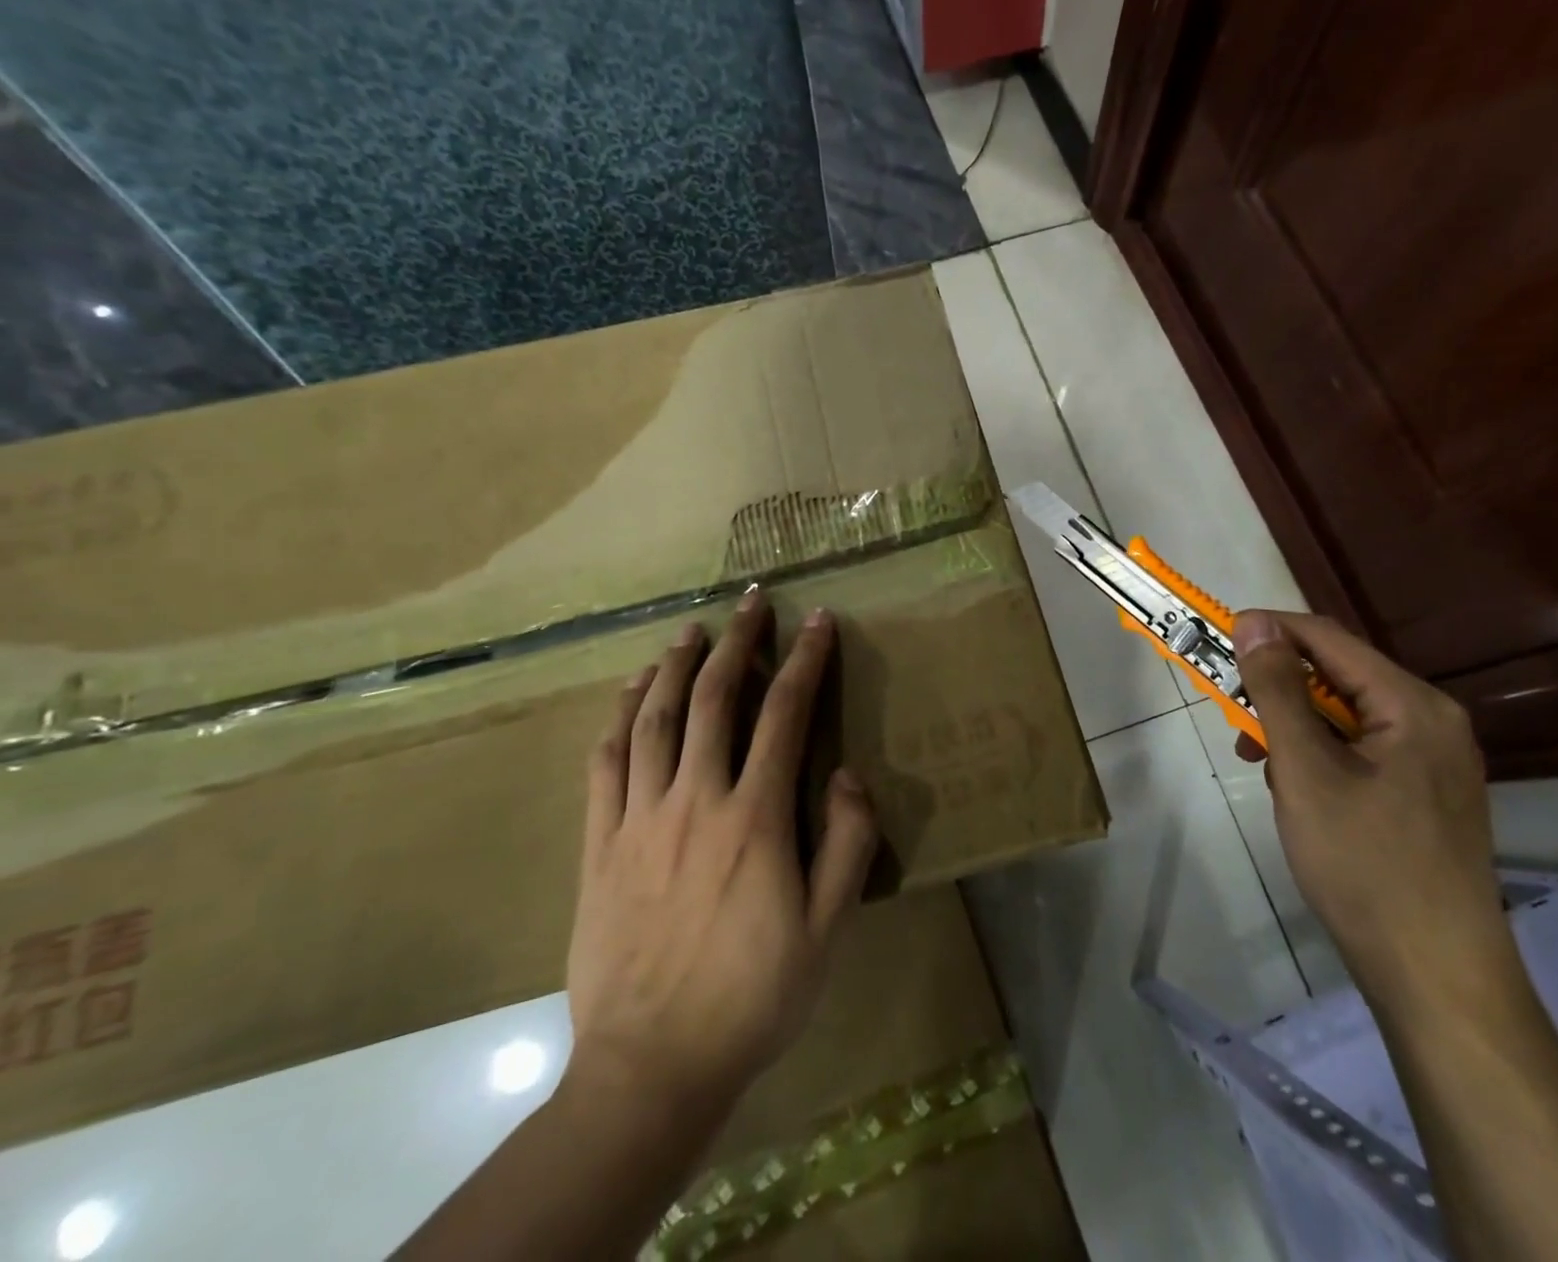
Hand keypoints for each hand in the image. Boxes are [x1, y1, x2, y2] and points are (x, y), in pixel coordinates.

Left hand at [564, 593, 878, 1118]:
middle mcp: (696, 800)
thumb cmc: (753, 996)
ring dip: (675, 664)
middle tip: (750, 601)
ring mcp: (639, 818)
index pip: (785, 714)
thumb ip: (847, 843)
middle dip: (737, 641)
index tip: (817, 620)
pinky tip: (631, 690)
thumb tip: (845, 773)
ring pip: (655, 718)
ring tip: (691, 629)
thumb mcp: (827, 928)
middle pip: (715, 698)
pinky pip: (607, 763)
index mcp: (755, 818)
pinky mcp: (599, 843)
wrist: (651, 1067)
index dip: (805, 660)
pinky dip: (620, 716)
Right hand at [1232, 609, 1509, 1003]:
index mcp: (1412, 705)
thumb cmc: (1364, 864)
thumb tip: (1254, 624)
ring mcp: (1431, 762)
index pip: (1327, 638)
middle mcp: (1430, 721)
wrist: (1436, 977)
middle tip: (1231, 711)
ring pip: (1343, 717)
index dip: (1267, 630)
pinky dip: (1317, 756)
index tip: (1214, 640)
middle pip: (1337, 677)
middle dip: (1276, 688)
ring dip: (1292, 726)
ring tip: (1257, 759)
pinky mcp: (1423, 796)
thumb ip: (1278, 690)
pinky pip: (1359, 751)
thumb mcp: (1306, 769)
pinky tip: (1295, 789)